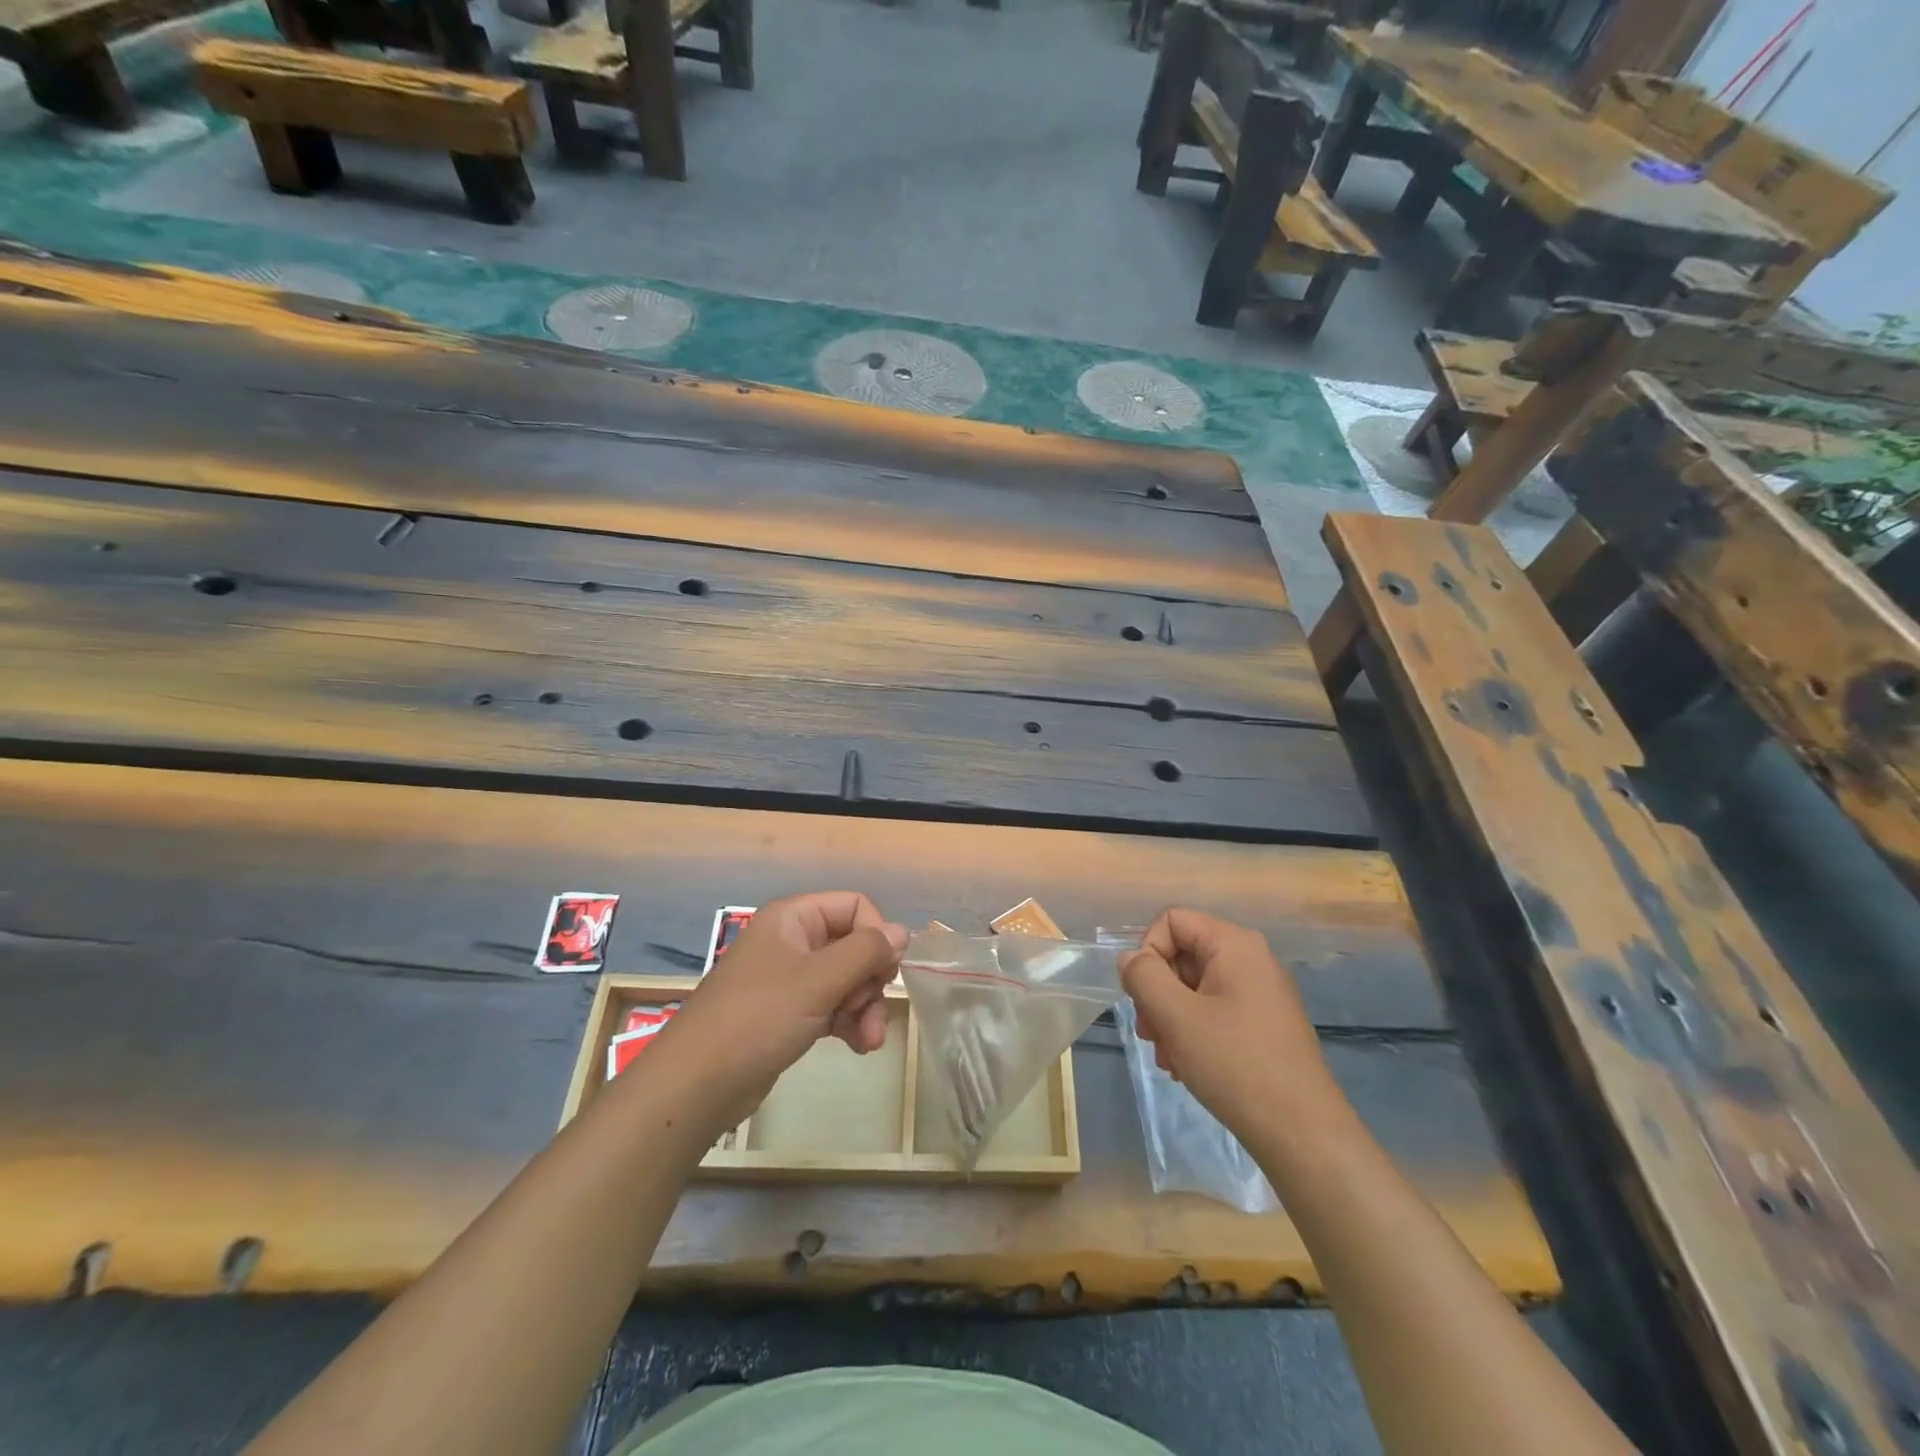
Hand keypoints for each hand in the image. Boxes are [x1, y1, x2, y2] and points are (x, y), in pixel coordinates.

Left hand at [660, 892, 906, 1122]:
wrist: (696, 1084)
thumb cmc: (758, 1019)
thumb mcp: (819, 981)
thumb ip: (866, 952)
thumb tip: (902, 932)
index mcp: (793, 918)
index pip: (854, 906)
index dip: (877, 935)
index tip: (886, 972)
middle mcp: (792, 941)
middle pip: (853, 945)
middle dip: (871, 981)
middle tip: (872, 1013)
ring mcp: (789, 979)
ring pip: (846, 980)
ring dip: (865, 1007)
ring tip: (869, 1040)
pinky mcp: (788, 1013)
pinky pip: (831, 1005)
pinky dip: (849, 1022)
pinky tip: (859, 1046)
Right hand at [1121, 908, 1336, 1139]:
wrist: (1303, 1134)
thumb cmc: (1236, 1065)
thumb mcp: (1177, 1016)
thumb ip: (1144, 977)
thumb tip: (1130, 959)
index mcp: (1235, 945)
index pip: (1172, 921)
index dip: (1148, 953)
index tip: (1143, 997)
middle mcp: (1251, 960)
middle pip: (1182, 955)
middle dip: (1157, 994)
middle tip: (1151, 1035)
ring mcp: (1260, 993)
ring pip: (1194, 988)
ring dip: (1170, 1019)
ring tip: (1169, 1059)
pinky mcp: (1263, 1025)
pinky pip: (1214, 1012)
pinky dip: (1193, 1033)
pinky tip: (1187, 1067)